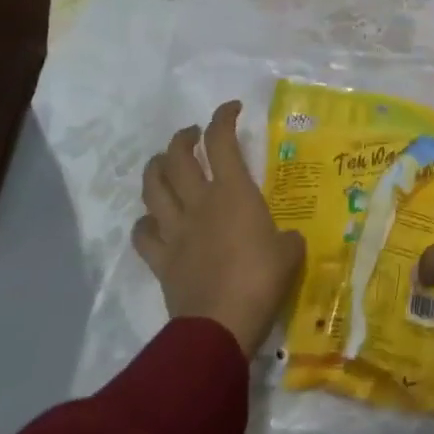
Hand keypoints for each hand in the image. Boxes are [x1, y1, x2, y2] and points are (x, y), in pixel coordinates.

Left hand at [133, 101, 304, 357]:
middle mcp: (199, 201)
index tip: (231, 109)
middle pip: (177, 156)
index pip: (222, 141)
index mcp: (233, 192)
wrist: (220, 325)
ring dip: (156, 168)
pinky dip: (145, 222)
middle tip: (193, 135)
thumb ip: (285, 238)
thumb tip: (283, 240)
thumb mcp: (290, 252)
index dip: (223, 117)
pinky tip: (152, 221)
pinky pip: (143, 234)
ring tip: (164, 163)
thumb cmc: (261, 279)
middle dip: (183, 138)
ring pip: (153, 187)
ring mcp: (175, 229)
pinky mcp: (161, 259)